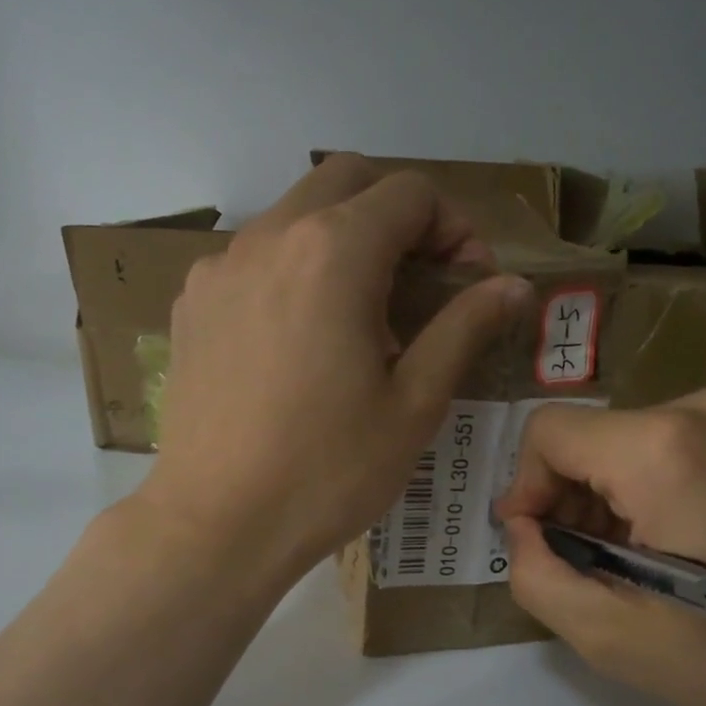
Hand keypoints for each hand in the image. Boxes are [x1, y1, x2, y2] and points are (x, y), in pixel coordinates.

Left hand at [137, 154, 533, 581]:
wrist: (217, 524)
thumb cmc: (330, 470)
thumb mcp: (415, 403)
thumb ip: (465, 327)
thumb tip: (513, 285)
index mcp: (334, 252)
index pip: (409, 192)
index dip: (454, 227)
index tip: (468, 283)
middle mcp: (270, 237)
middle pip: (347, 181)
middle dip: (398, 216)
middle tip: (421, 283)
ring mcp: (219, 268)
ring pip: (295, 216)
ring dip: (343, 241)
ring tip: (363, 318)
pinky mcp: (191, 305)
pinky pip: (254, 259)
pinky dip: (294, 271)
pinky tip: (302, 340)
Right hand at [494, 389, 705, 705]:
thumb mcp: (613, 637)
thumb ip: (537, 575)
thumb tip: (523, 530)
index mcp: (662, 447)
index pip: (548, 433)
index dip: (525, 490)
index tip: (538, 549)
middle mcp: (700, 409)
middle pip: (588, 440)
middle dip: (568, 505)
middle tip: (587, 575)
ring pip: (625, 448)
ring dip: (607, 507)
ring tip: (632, 574)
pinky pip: (668, 453)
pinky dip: (647, 498)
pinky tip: (673, 556)